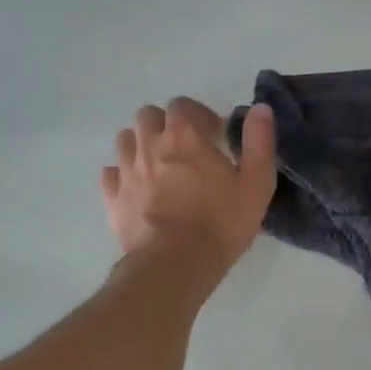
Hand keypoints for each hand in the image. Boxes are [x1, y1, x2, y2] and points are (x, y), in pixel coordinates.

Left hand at [101, 98, 277, 276]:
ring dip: (140, 145)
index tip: (213, 135)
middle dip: (164, 124)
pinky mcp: (113, 199)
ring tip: (158, 165)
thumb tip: (260, 109)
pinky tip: (136, 188)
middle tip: (183, 147)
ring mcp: (127, 171)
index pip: (182, 105)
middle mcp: (150, 145)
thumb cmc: (221, 223)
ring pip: (125, 140)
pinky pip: (110, 174)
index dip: (198, 115)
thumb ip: (259, 142)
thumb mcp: (256, 183)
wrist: (175, 264)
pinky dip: (121, 175)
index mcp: (184, 136)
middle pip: (148, 116)